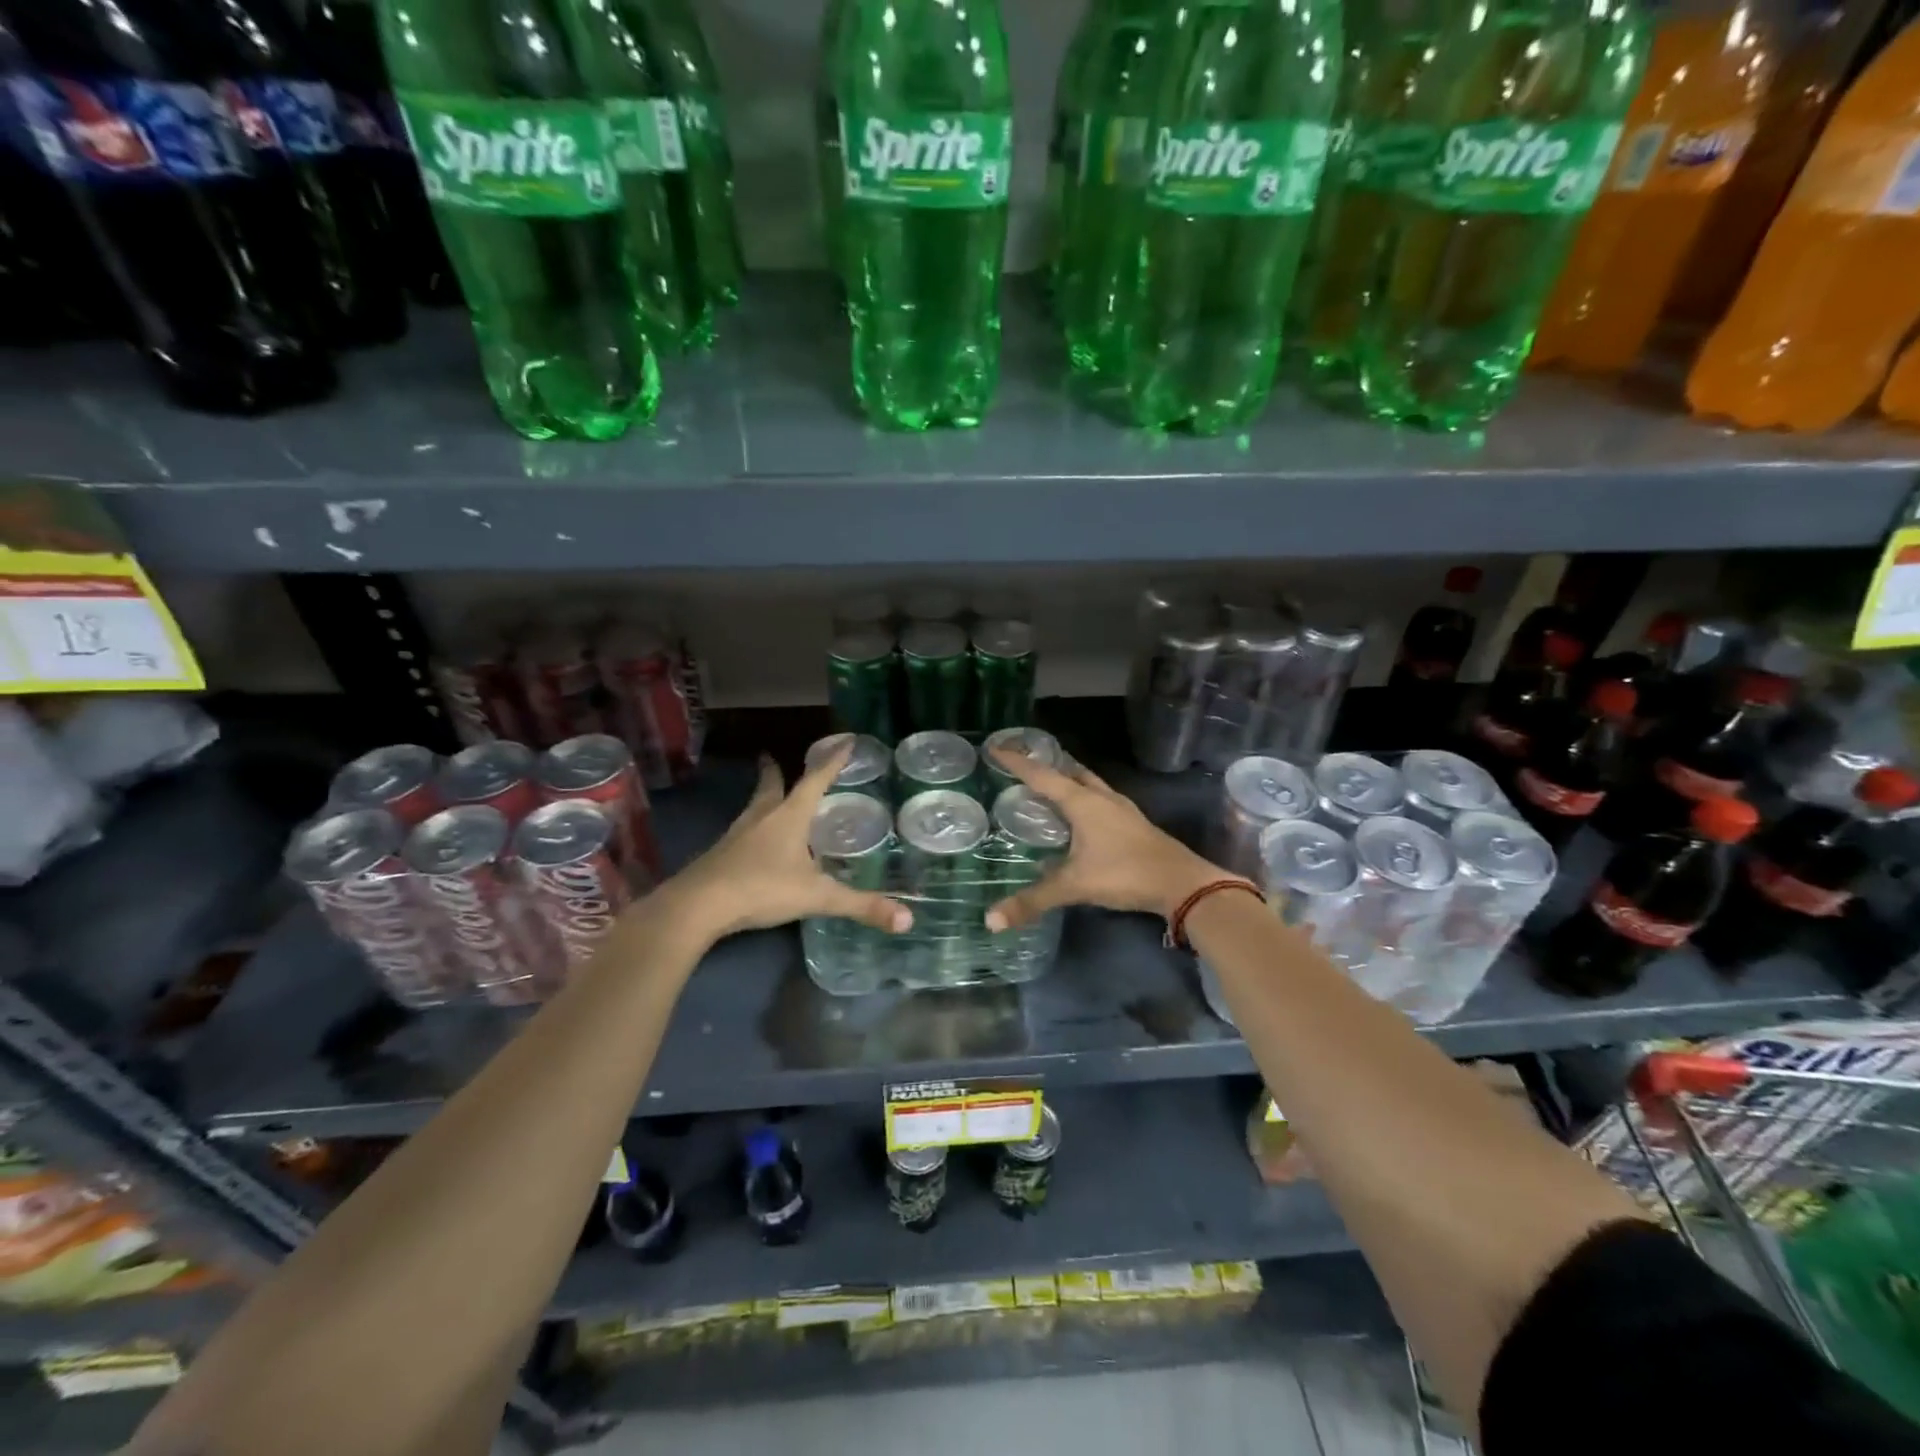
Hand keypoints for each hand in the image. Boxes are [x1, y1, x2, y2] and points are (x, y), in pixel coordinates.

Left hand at [653, 743, 911, 943]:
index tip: (845, 741)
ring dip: (763, 798)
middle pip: (771, 787)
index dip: (832, 762)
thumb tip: (907, 919)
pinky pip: (742, 833)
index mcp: (789, 817)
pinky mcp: (720, 855)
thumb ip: (860, 906)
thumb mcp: (816, 897)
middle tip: (774, 758)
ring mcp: (736, 835)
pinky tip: (756, 845)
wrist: (698, 906)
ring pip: (754, 808)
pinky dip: (753, 828)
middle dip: (777, 772)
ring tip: (770, 797)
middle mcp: (761, 817)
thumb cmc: (761, 889)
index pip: (815, 780)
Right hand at [983, 747, 1221, 931]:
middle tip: (1021, 767)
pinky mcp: (1133, 823)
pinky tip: (1078, 820)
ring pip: (1088, 784)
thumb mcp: (1074, 886)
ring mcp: (1121, 809)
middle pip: (1069, 772)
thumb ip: (1033, 901)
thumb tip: (990, 921)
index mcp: (1082, 802)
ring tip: (1047, 788)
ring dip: (1067, 781)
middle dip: (1045, 767)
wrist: (1182, 884)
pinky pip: (1100, 801)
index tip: (995, 748)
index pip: (1042, 775)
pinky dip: (1083, 800)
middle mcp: (1101, 797)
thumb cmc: (1124, 874)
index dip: (1017, 762)